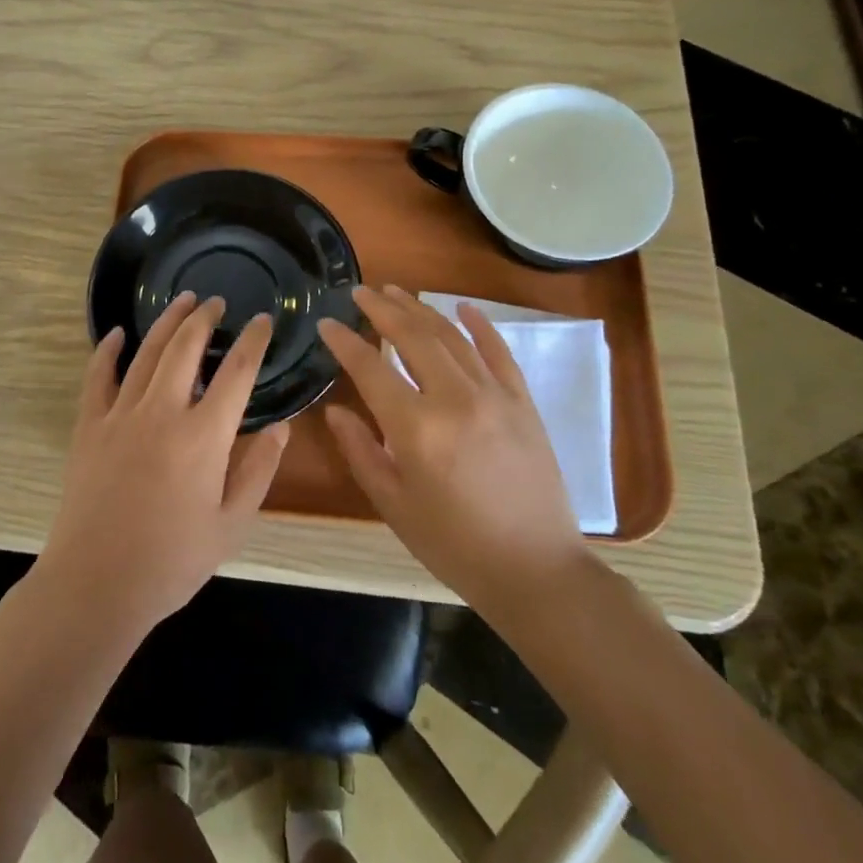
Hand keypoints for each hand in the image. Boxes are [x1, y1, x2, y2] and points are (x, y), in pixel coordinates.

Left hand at [42, 291, 290, 637]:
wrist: (97, 584)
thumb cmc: (172, 561)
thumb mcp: (231, 525)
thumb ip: (258, 471)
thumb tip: (280, 427)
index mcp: (204, 436)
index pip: (237, 372)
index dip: (253, 341)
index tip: (263, 321)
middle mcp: (163, 412)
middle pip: (186, 347)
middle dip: (205, 318)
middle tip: (216, 301)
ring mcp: (121, 415)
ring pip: (147, 353)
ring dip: (167, 322)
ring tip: (183, 301)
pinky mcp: (89, 426)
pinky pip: (98, 376)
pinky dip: (108, 350)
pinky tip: (119, 333)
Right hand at [317, 285, 591, 616]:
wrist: (536, 571)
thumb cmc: (454, 544)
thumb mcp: (393, 505)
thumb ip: (360, 451)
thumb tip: (335, 411)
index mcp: (417, 428)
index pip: (370, 367)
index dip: (344, 342)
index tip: (326, 324)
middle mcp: (454, 398)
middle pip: (412, 337)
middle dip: (381, 309)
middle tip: (359, 291)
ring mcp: (494, 395)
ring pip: (451, 336)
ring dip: (420, 309)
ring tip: (396, 291)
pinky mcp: (523, 402)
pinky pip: (498, 352)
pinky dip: (479, 325)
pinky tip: (463, 308)